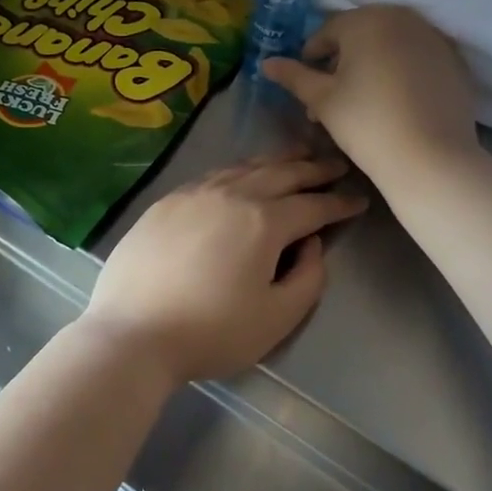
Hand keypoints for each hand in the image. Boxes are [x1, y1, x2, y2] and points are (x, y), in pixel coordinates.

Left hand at [80, 155, 366, 386]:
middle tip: (336, 166)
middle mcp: (231, 194)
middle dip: (313, 170)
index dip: (339, 203)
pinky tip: (242, 174)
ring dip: (277, 161)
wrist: (132, 333)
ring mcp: (194, 193)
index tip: (359, 200)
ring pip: (245, 166)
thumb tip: (311, 243)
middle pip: (281, 173)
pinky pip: (214, 174)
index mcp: (263, 221)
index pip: (312, 205)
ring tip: (297, 158)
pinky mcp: (166, 201)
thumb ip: (308, 277)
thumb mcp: (277, 317)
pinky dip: (239, 169)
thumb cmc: (211, 332)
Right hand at [262, 6, 478, 180]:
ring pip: (390, 45)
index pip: (327, 32)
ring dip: (371, 65)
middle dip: (342, 61)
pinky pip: (417, 59)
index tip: (306, 86)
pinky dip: (401, 72)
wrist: (430, 158)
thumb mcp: (321, 100)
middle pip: (361, 35)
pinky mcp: (455, 61)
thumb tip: (266, 63)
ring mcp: (434, 38)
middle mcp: (403, 18)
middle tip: (331, 97)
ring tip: (361, 102)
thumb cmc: (366, 123)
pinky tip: (394, 103)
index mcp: (367, 20)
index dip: (311, 58)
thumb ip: (293, 76)